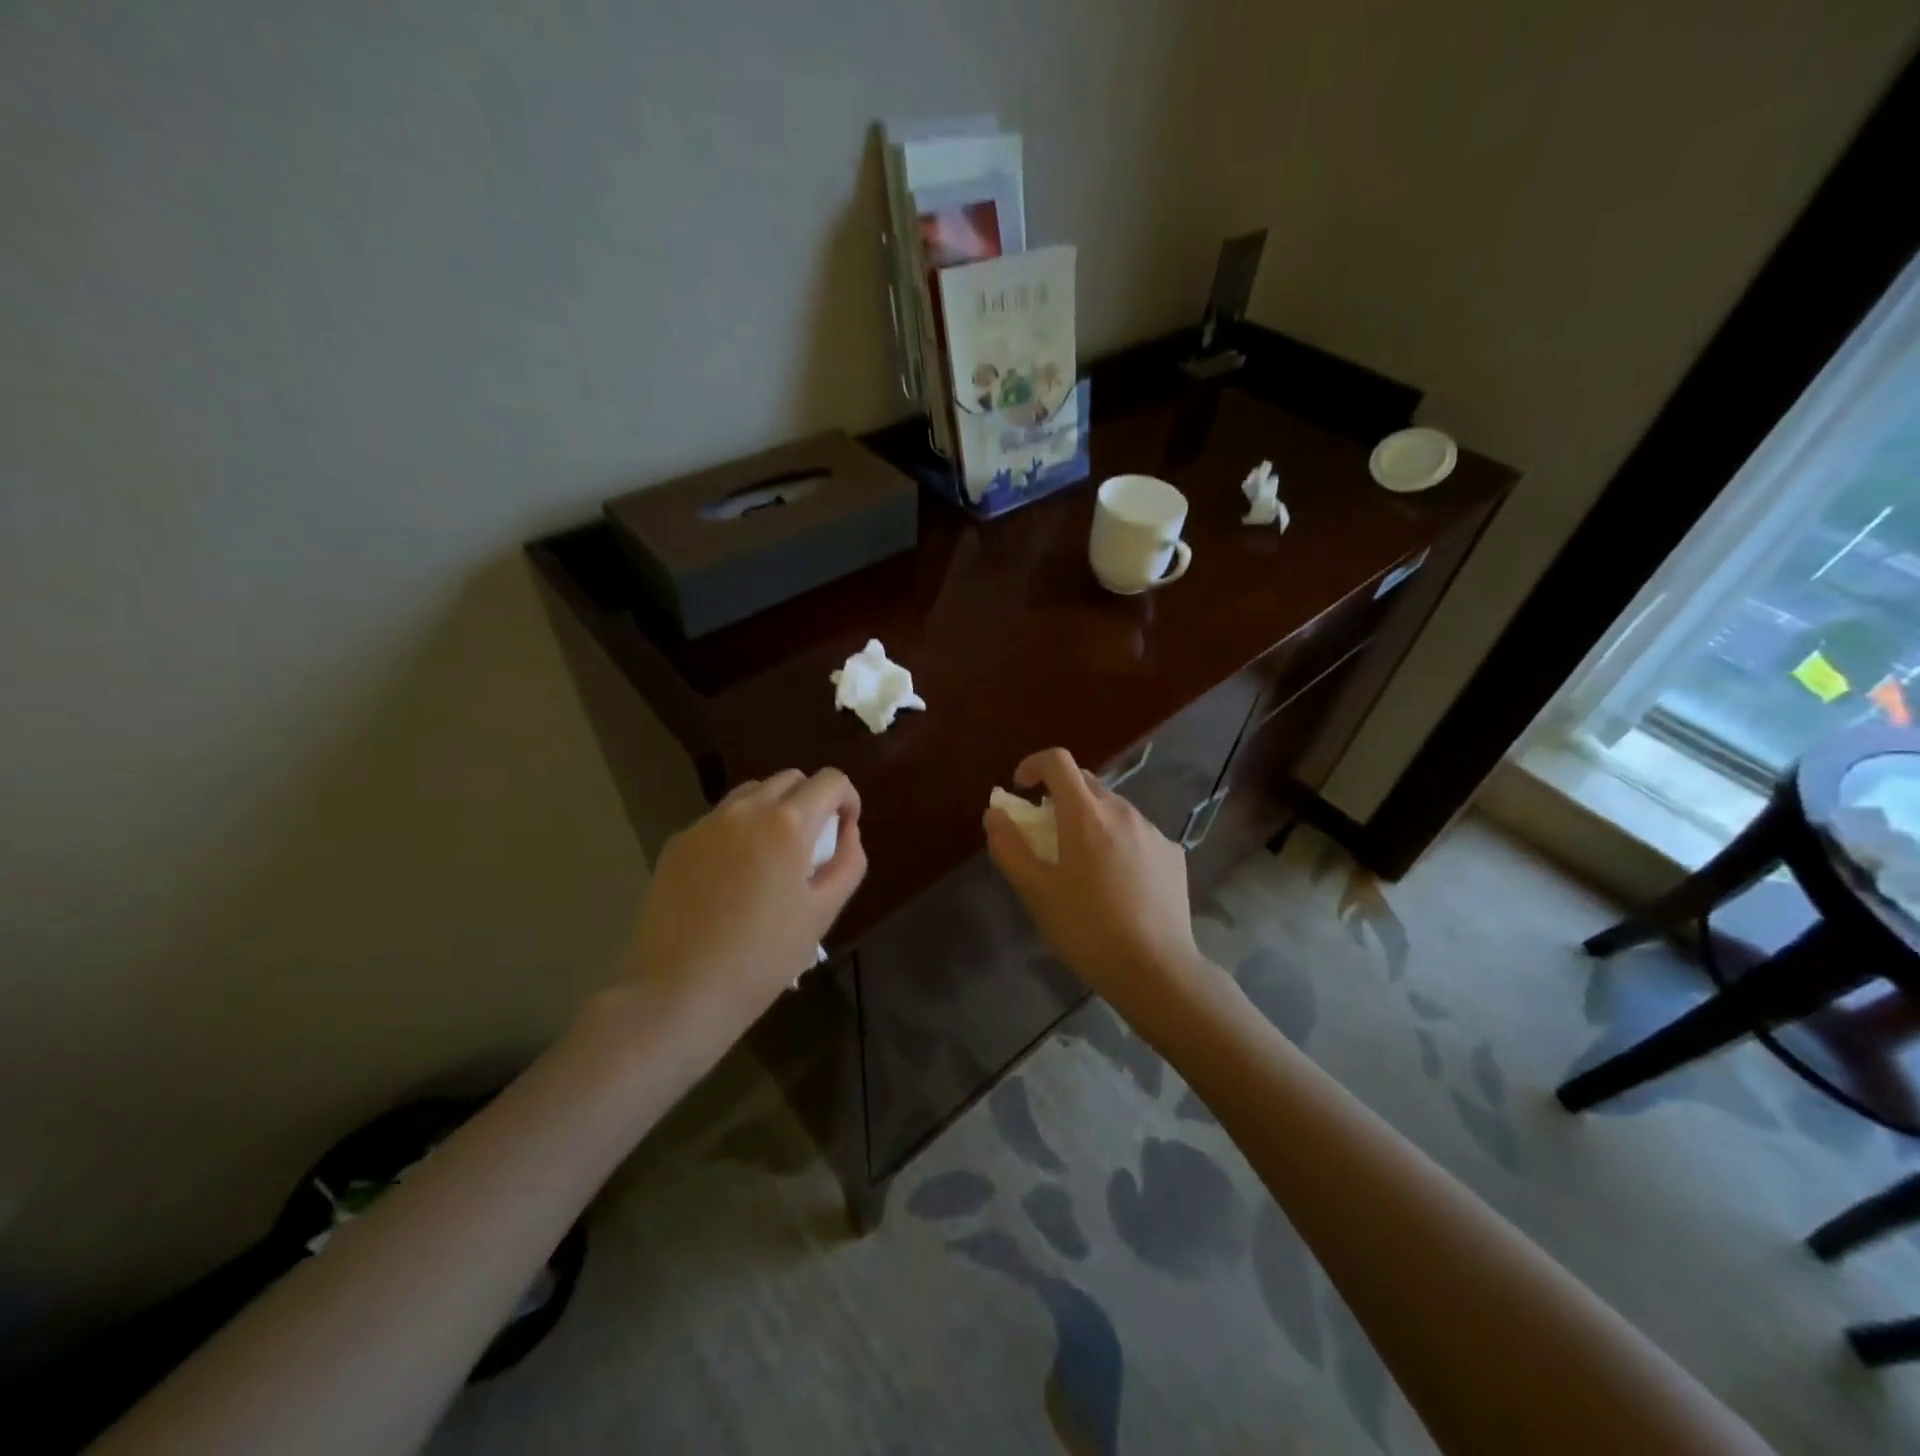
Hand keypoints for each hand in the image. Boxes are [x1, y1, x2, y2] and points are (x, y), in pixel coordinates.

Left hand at [620, 768, 865, 1036]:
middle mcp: (745, 809)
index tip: (844, 832)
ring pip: (751, 794)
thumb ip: (847, 862)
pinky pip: (718, 821)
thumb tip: (846, 832)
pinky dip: (737, 831)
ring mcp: (705, 824)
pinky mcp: (676, 844)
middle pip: (790, 779)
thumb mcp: (823, 913)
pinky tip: (732, 878)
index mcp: (787, 823)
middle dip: (811, 801)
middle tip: (811, 847)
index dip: (847, 800)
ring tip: (771, 857)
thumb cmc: (763, 957)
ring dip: (772, 810)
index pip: (831, 780)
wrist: (678, 992)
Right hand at [985, 748, 1214, 1029]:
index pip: (1058, 761)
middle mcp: (1122, 811)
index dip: (1034, 765)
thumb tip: (995, 815)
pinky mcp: (1173, 854)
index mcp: (1085, 814)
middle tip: (1047, 833)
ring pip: (1114, 809)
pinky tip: (1118, 883)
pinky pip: (1138, 834)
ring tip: (1084, 865)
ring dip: (1091, 821)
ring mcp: (1153, 831)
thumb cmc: (1086, 929)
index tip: (1021, 788)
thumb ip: (1009, 847)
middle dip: (1060, 797)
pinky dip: (1119, 843)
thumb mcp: (1035, 892)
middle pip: (1086, 782)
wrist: (1155, 969)